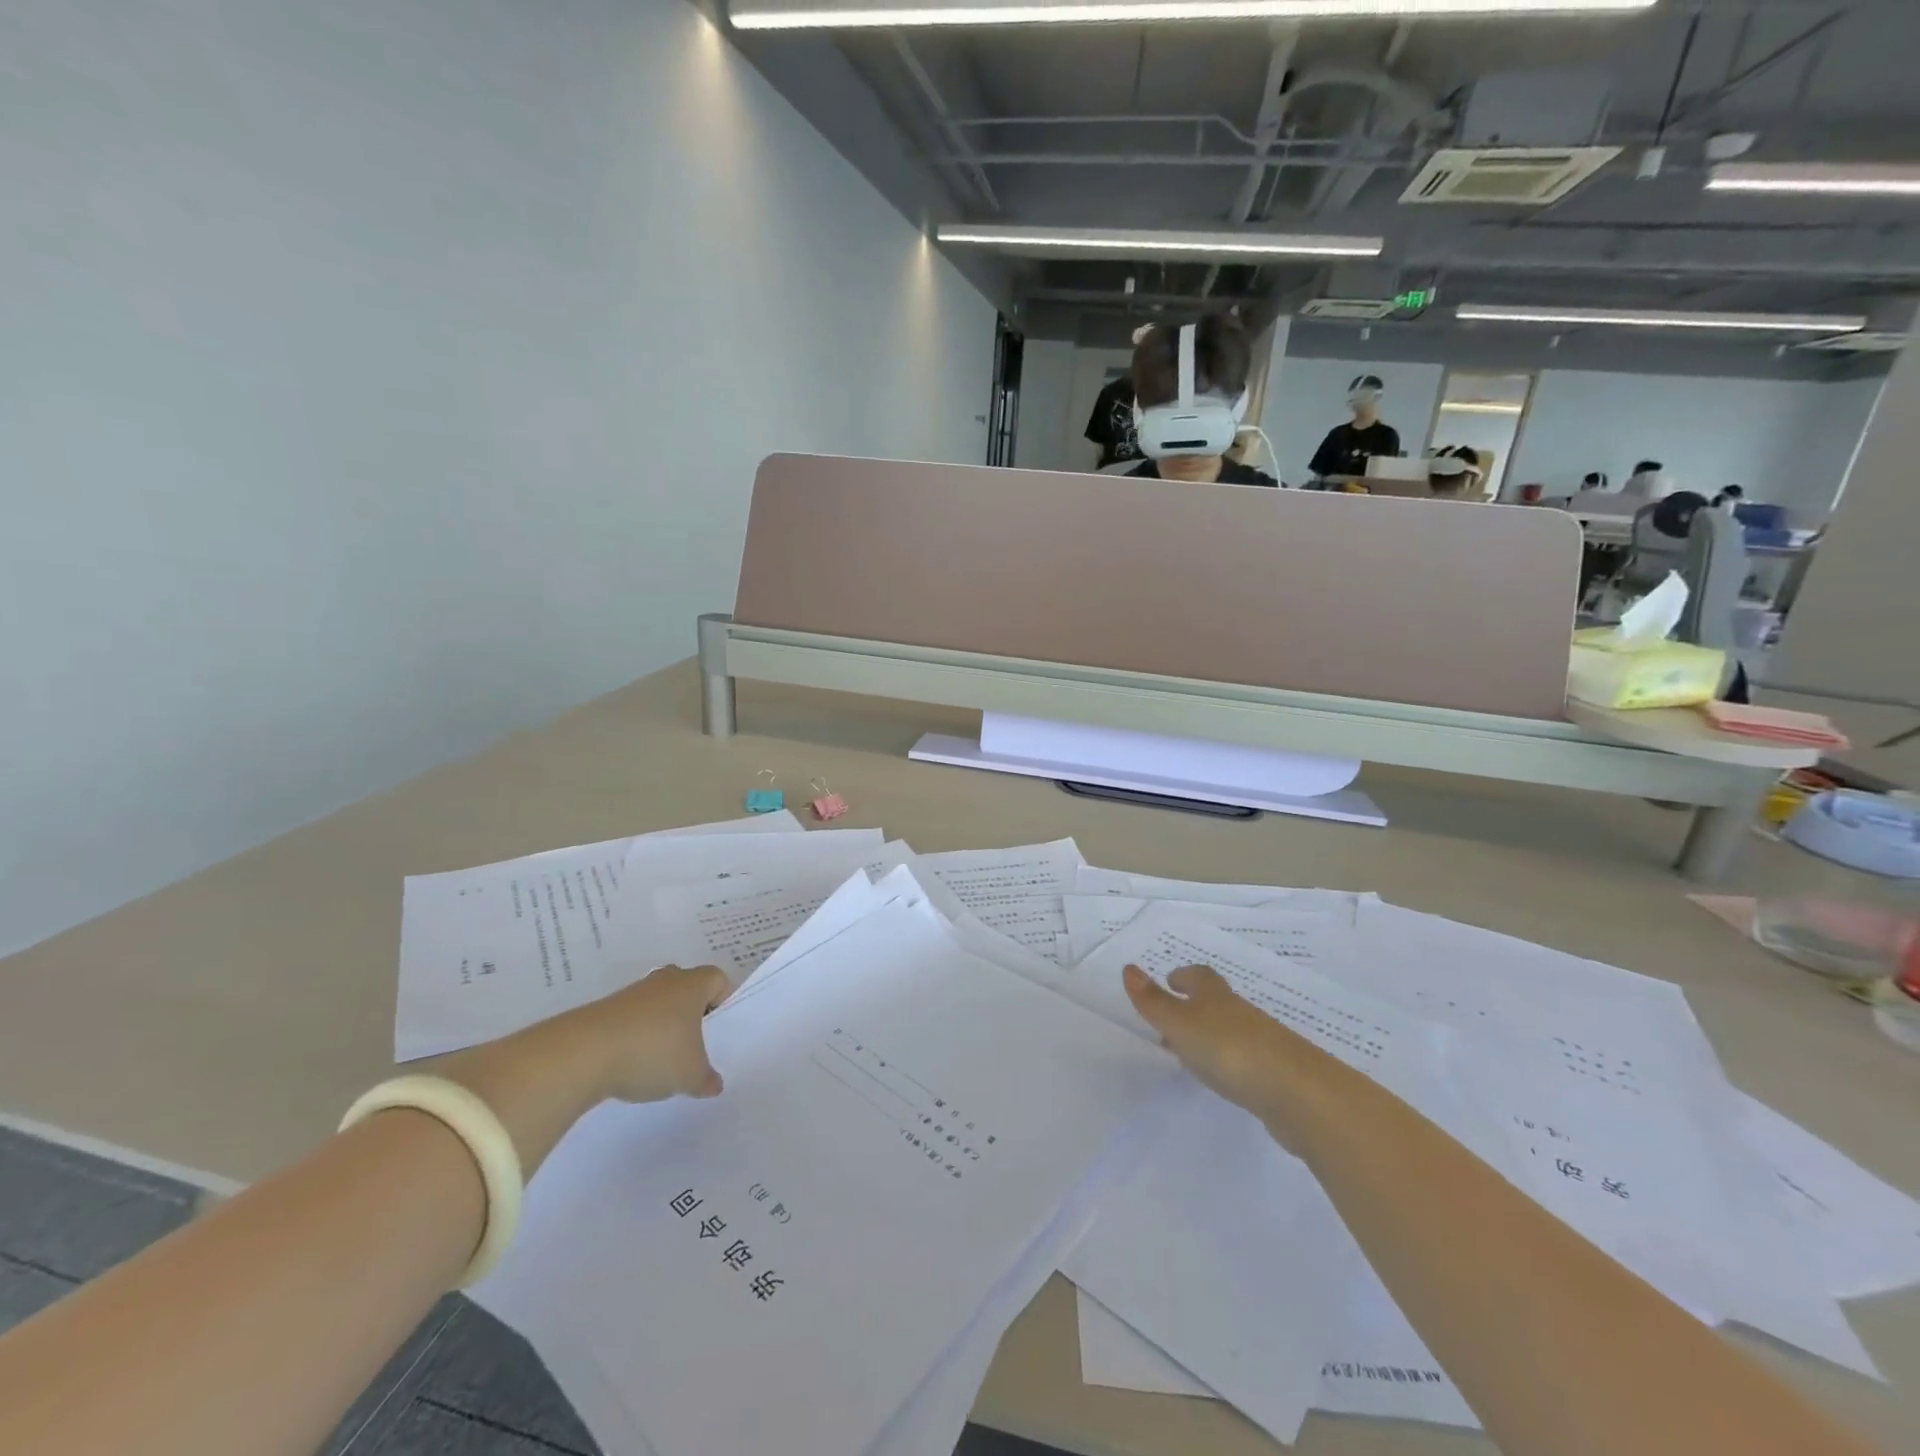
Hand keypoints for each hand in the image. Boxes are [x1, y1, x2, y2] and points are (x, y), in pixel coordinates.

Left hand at [440, 964, 730, 1177]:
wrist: (583, 1054)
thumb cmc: (653, 1052)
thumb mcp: (690, 1074)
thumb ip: (706, 1079)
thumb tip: (714, 1084)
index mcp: (692, 985)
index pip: (718, 980)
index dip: (723, 1001)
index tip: (719, 1030)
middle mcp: (664, 981)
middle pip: (687, 989)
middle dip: (692, 1014)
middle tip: (694, 1044)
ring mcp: (631, 994)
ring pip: (657, 1005)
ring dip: (661, 1027)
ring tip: (661, 1062)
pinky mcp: (604, 1012)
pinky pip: (631, 1020)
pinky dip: (636, 1038)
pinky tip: (633, 1066)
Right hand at [1124, 963, 1323, 1150]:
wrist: (1300, 1095)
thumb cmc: (1230, 1051)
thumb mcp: (1181, 1024)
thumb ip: (1153, 1001)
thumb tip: (1129, 968)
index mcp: (1216, 997)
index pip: (1199, 976)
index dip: (1183, 977)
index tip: (1169, 982)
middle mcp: (1240, 1013)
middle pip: (1215, 1002)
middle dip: (1193, 1007)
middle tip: (1170, 1021)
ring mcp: (1263, 1044)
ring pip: (1230, 1031)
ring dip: (1210, 1036)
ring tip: (1190, 1055)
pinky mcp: (1277, 1075)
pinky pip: (1246, 1059)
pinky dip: (1229, 1062)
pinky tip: (1223, 1079)